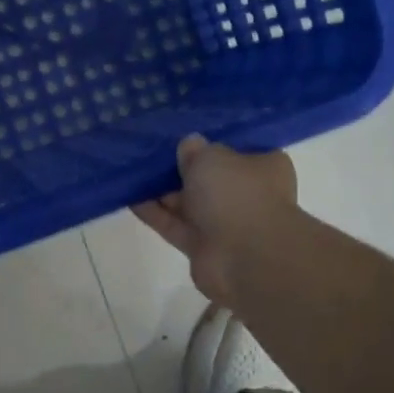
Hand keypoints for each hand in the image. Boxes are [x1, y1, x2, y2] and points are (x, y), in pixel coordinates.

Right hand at [133, 135, 298, 307]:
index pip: (237, 149)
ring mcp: (224, 222)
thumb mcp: (212, 157)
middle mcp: (246, 194)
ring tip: (132, 172)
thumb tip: (189, 145)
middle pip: (209, 177)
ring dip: (163, 191)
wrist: (244, 258)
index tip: (184, 135)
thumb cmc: (237, 194)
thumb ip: (195, 150)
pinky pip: (174, 224)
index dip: (211, 142)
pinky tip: (130, 197)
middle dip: (181, 168)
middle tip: (150, 152)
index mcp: (263, 167)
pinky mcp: (202, 246)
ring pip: (189, 202)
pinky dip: (155, 213)